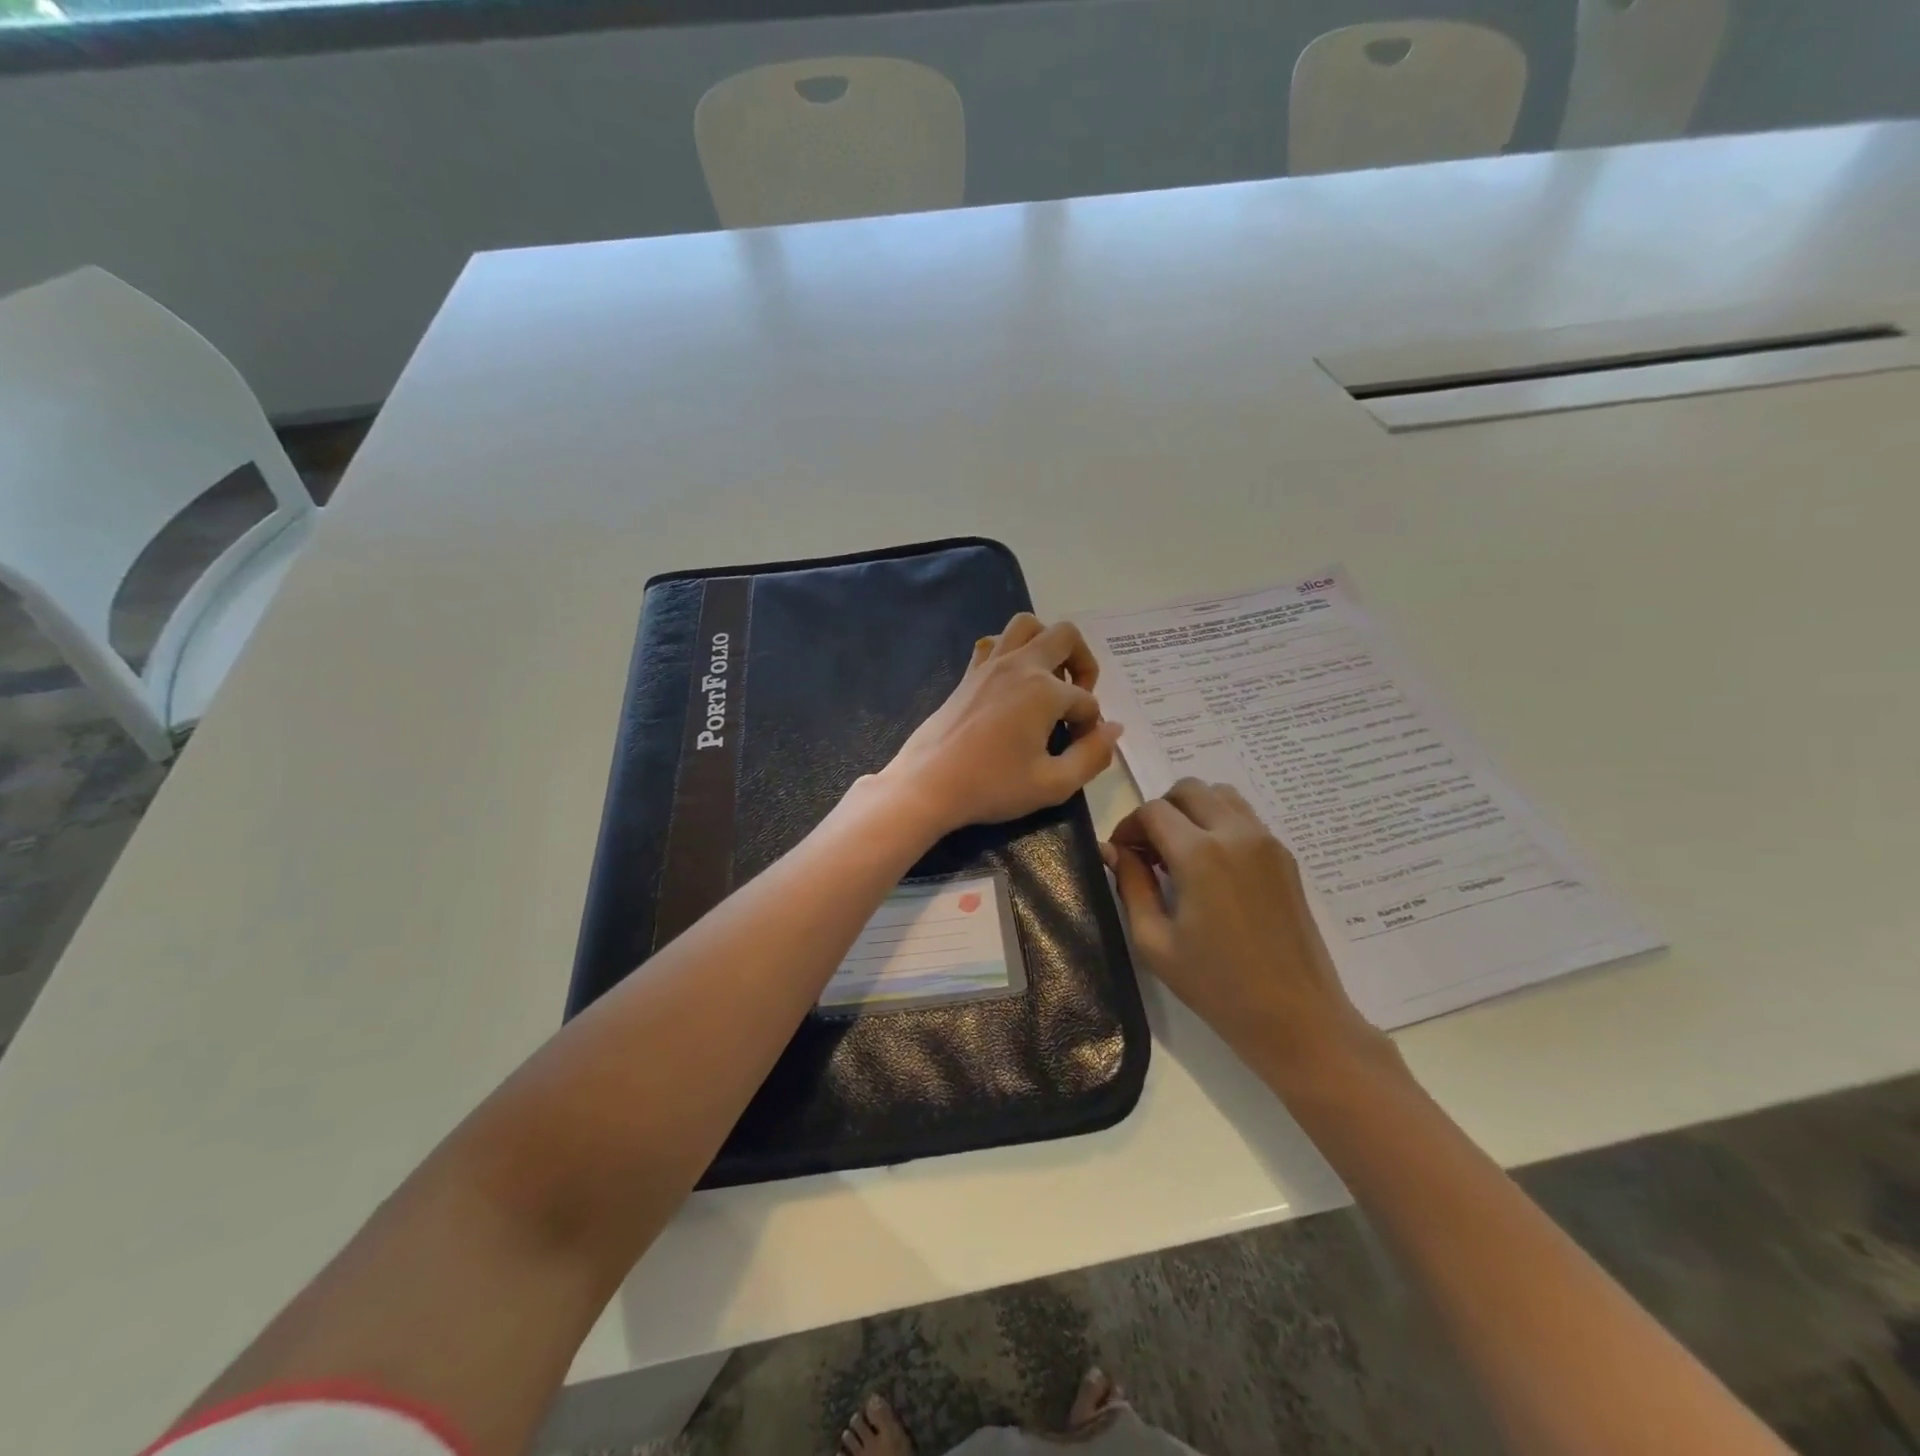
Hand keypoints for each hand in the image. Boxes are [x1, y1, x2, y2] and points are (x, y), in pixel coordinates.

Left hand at [877, 614, 1123, 836]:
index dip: (1090, 728)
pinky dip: (1011, 650)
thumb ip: (1091, 756)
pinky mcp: (969, 674)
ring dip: (1048, 645)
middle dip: (1083, 663)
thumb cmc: (992, 786)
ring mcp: (990, 665)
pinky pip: (994, 642)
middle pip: (1066, 636)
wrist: (928, 785)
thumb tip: (1113, 730)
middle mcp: (1020, 666)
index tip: (1077, 751)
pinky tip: (1012, 682)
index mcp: (1044, 691)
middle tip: (1076, 699)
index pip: (1086, 702)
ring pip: (1027, 625)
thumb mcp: (1052, 784)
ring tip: (1049, 681)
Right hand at [1106, 779, 1391, 1079]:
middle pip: (1188, 789)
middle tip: (1149, 852)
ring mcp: (1266, 842)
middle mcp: (1235, 834)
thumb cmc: (1216, 986)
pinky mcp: (1285, 857)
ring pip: (1220, 795)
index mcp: (1199, 854)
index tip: (1122, 855)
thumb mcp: (1155, 941)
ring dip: (1192, 812)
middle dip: (1160, 811)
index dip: (1128, 827)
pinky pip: (1245, 818)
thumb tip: (1112, 851)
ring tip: (1181, 854)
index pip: (1152, 811)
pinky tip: (1212, 868)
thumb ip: (1130, 885)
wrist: (1295, 1016)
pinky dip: (1219, 824)